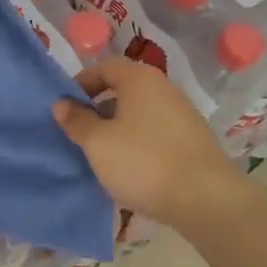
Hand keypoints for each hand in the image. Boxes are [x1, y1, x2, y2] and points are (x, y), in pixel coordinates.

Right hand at [52, 56, 241, 228]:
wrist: (205, 199)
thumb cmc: (143, 162)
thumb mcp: (97, 143)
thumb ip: (76, 120)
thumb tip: (61, 103)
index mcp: (140, 79)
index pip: (104, 66)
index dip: (81, 83)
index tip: (66, 108)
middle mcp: (164, 89)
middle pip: (123, 90)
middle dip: (98, 109)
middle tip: (80, 134)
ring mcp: (183, 115)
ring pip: (139, 114)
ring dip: (117, 129)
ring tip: (102, 156)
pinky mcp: (193, 141)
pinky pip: (156, 133)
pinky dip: (138, 143)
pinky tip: (131, 170)